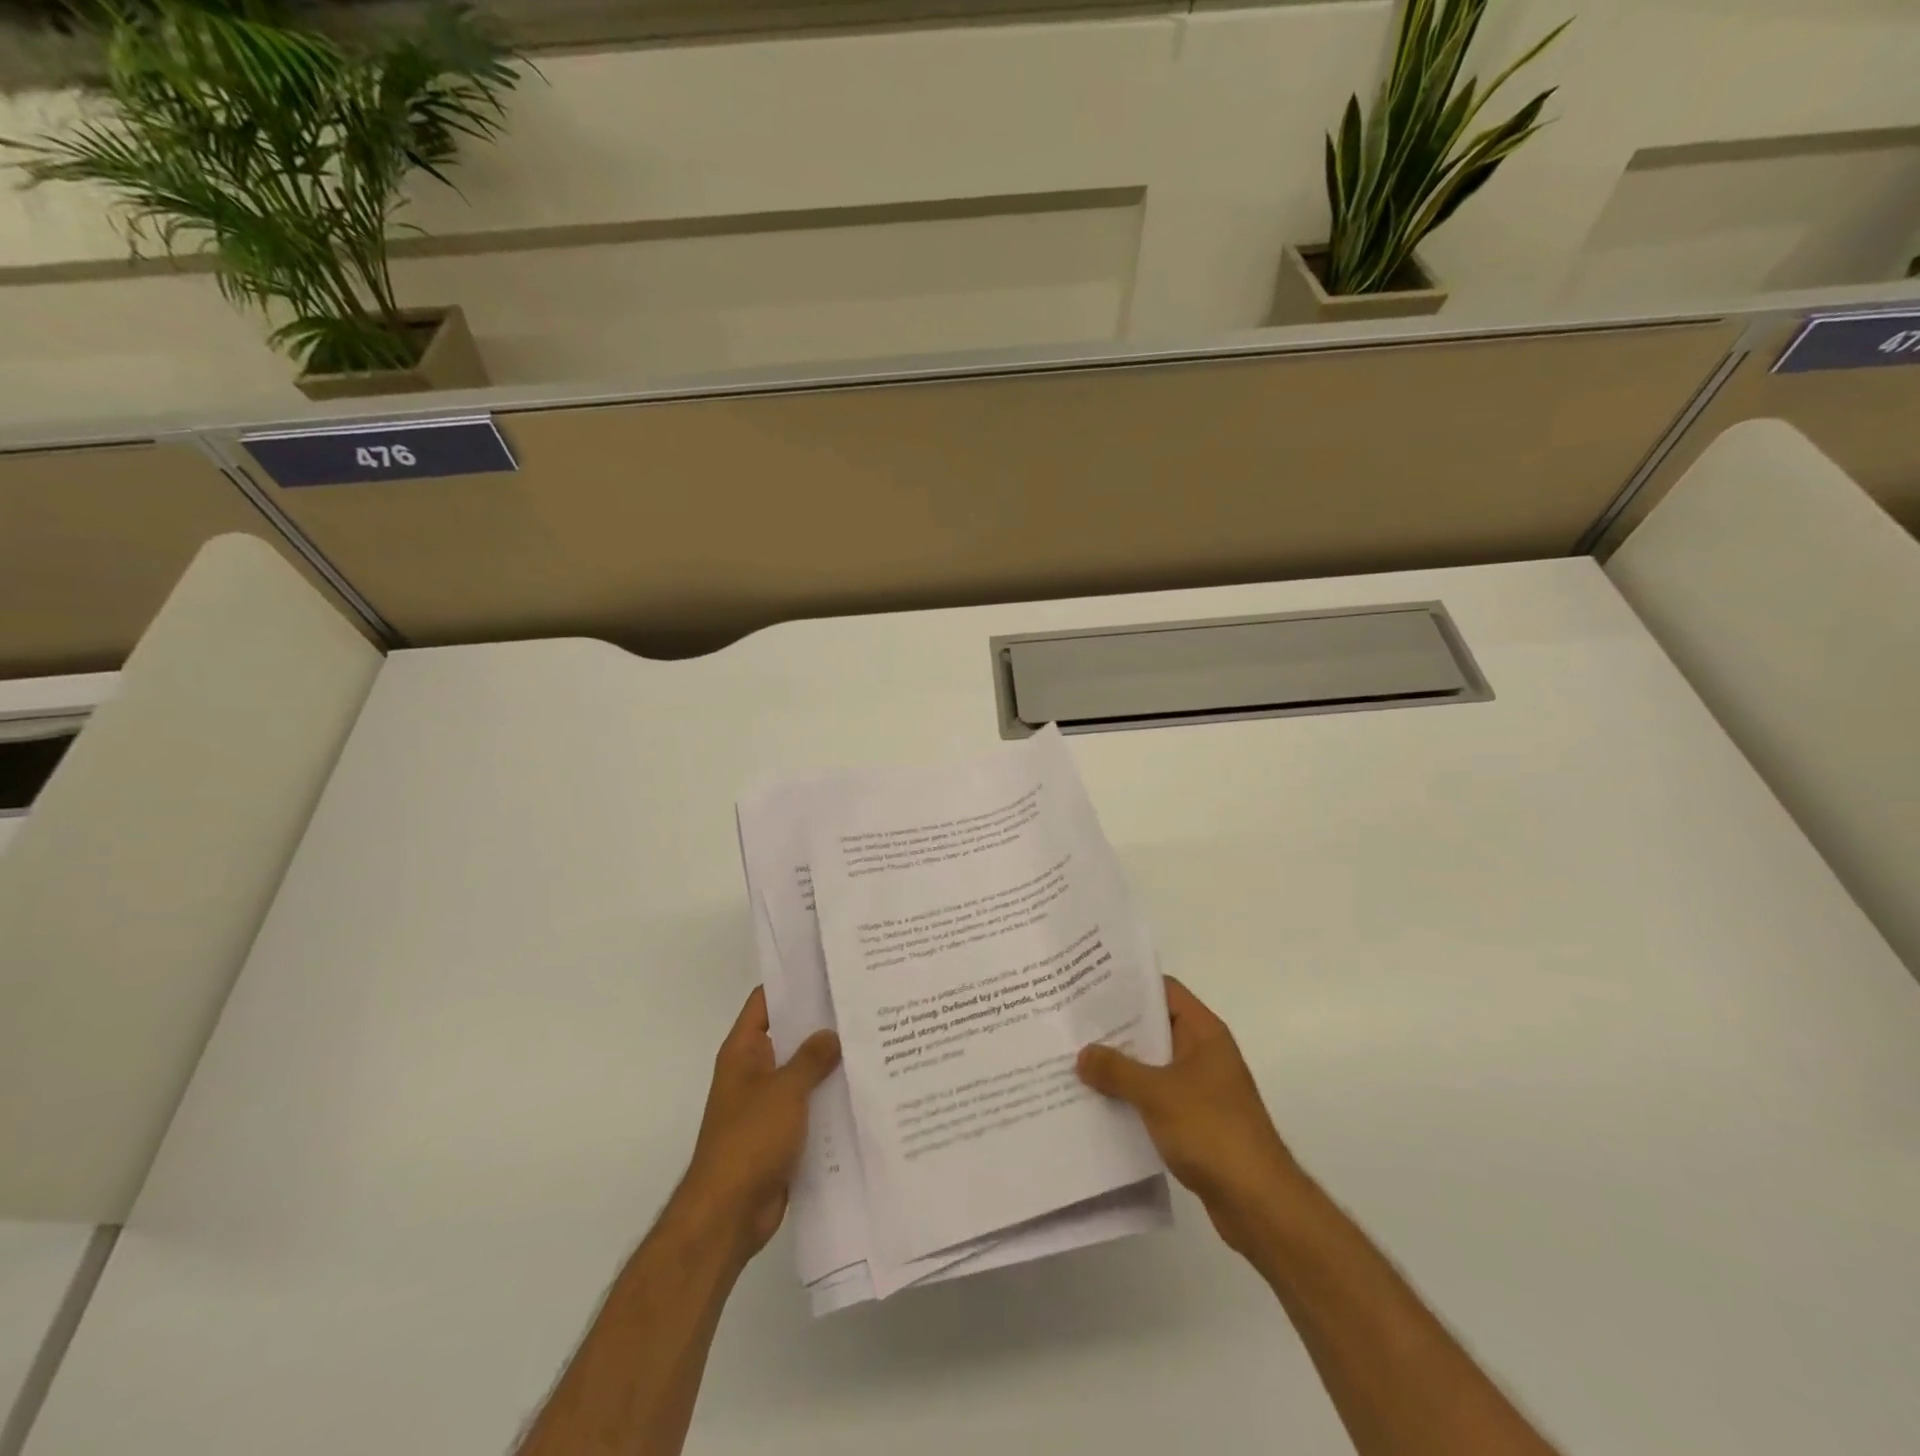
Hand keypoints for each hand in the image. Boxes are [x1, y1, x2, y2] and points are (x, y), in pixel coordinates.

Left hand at [675, 987, 840, 1264]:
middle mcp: (755, 1072)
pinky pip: (811, 1105)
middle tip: (864, 1002)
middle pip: (791, 1035)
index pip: (767, 1002)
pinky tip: (865, 1088)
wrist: (729, 1214)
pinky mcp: (784, 1134)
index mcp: (744, 1052)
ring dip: (831, 1063)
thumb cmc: (749, 1140)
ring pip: (805, 1072)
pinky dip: (832, 1098)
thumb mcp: (785, 1090)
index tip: (828, 968)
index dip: (793, 983)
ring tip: (874, 1039)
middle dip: (822, 1023)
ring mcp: (769, 1104)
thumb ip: (812, 1058)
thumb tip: (833, 1033)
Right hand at [1077, 976, 1302, 1257]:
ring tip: (1075, 1059)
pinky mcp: (1195, 1121)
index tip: (1090, 984)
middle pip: (1154, 1027)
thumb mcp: (1157, 1094)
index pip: (1164, 991)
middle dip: (1116, 1027)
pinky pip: (1155, 1097)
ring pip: (1152, 1065)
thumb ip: (1117, 1070)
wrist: (1259, 1202)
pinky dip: (1131, 1097)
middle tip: (1073, 1022)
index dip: (1129, 985)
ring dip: (1120, 1065)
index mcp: (1204, 1033)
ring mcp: (1201, 1088)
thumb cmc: (1212, 1131)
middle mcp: (1203, 1053)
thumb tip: (1083, 1054)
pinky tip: (1098, 1101)